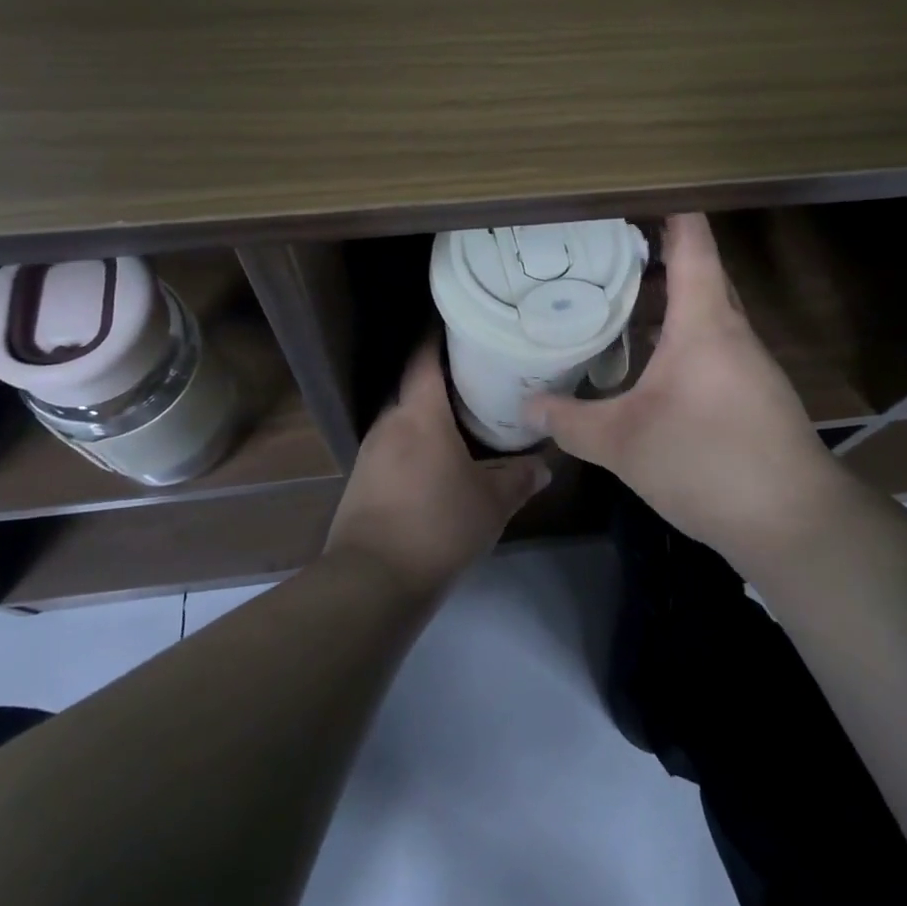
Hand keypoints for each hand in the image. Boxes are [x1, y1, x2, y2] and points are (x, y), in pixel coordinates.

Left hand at [326, 340, 550, 593]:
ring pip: (405, 419)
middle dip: (443, 380)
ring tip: (463, 419)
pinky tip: (437, 462)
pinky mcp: (362, 480)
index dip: (439, 336)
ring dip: (429, 416)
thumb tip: (544, 466)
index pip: (424, 356)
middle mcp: (390, 421)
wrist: (371, 581)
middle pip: (415, 386)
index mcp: (419, 413)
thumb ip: (519, 478)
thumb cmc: (438, 525)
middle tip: (479, 377)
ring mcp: (370, 451)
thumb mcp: (491, 503)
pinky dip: (415, 445)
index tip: (462, 325)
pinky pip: (394, 447)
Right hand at [524, 213, 830, 566]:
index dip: (667, 206)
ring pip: (705, 310)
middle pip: (698, 270)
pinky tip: (647, 360)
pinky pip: (712, 343)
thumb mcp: (623, 443)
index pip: (692, 241)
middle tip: (602, 248)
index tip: (630, 191)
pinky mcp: (753, 391)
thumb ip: (571, 421)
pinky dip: (679, 335)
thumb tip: (527, 406)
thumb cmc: (708, 462)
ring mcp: (747, 361)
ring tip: (615, 297)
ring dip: (666, 298)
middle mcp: (731, 329)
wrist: (795, 523)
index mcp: (704, 320)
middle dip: (654, 253)